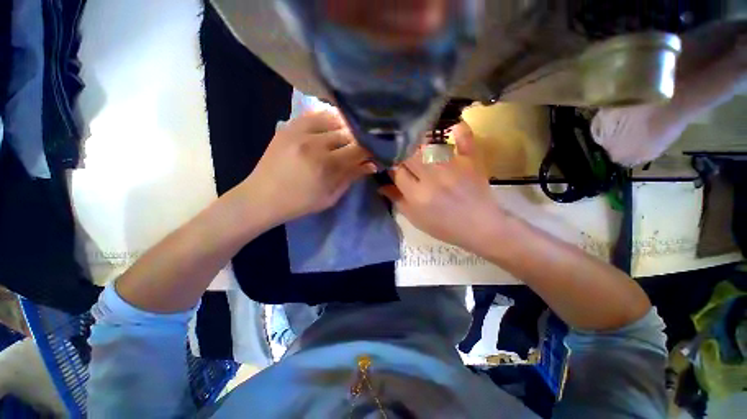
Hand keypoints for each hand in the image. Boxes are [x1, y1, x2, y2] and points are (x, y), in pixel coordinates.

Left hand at [241, 110, 375, 223]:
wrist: (262, 196)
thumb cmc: (300, 202)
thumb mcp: (331, 196)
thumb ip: (351, 177)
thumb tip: (372, 164)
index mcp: (325, 165)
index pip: (358, 149)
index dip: (370, 150)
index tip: (374, 153)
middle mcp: (313, 143)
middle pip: (347, 132)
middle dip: (359, 139)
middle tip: (362, 146)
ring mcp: (298, 131)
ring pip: (333, 118)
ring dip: (345, 127)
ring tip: (348, 136)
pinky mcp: (288, 126)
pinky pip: (314, 114)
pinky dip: (327, 119)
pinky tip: (332, 127)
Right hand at [379, 123, 504, 253]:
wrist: (480, 227)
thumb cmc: (444, 226)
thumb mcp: (416, 219)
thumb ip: (397, 200)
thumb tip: (381, 185)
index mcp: (417, 194)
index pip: (396, 171)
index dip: (390, 165)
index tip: (388, 163)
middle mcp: (432, 176)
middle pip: (409, 154)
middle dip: (401, 152)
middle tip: (400, 152)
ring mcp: (453, 166)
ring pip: (428, 144)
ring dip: (418, 142)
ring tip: (414, 140)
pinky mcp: (470, 160)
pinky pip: (464, 138)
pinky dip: (458, 130)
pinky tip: (452, 125)